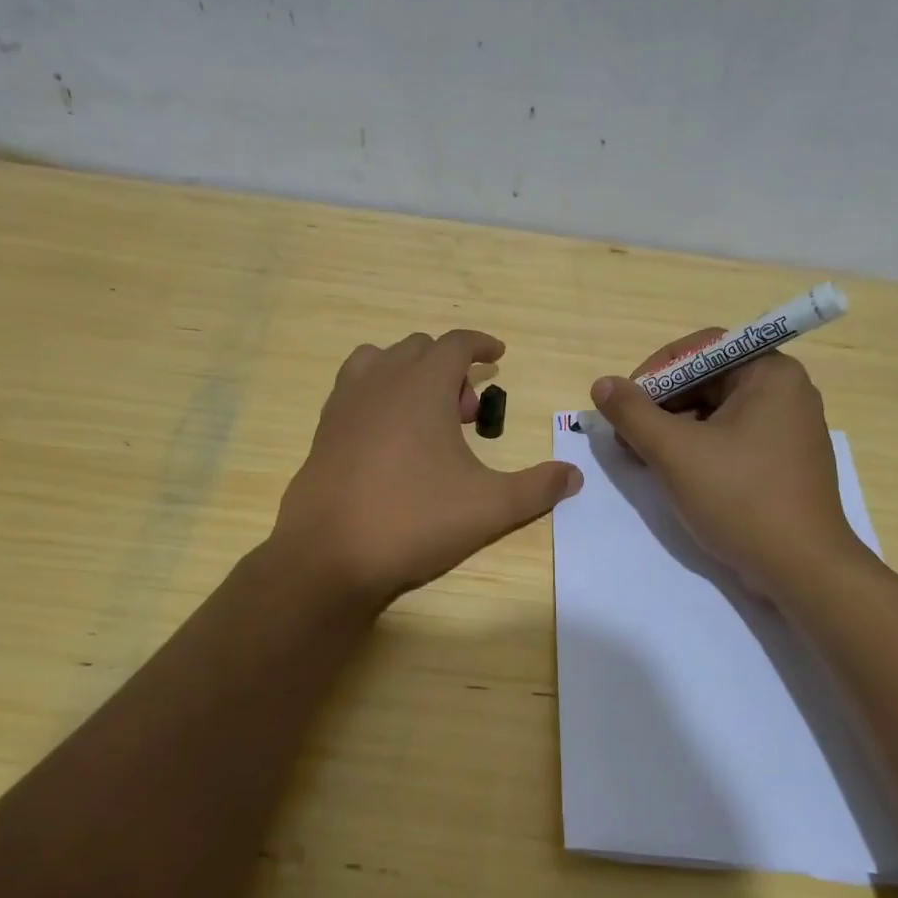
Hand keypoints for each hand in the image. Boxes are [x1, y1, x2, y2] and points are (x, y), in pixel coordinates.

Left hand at [274, 330, 582, 605]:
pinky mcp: (322, 430)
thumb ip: (537, 488)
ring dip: (408, 374)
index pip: (455, 343)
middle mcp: (379, 382)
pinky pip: (353, 390)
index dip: (481, 344)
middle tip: (466, 413)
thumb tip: (574, 476)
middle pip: (417, 349)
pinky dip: (377, 395)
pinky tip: (389, 440)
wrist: (329, 555)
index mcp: (421, 385)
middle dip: (448, 368)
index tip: (498, 355)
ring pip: (378, 362)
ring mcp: (344, 404)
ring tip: (425, 417)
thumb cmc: (414, 520)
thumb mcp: (489, 507)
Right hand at [590, 331, 866, 595]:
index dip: (655, 371)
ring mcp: (788, 428)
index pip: (702, 349)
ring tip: (643, 458)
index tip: (624, 403)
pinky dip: (698, 448)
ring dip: (674, 428)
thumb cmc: (740, 499)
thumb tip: (602, 384)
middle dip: (661, 404)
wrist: (802, 569)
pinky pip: (732, 437)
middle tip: (627, 435)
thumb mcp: (675, 452)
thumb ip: (633, 413)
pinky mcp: (783, 460)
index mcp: (771, 373)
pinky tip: (674, 473)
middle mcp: (786, 391)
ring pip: (717, 411)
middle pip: (708, 379)